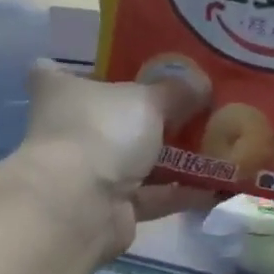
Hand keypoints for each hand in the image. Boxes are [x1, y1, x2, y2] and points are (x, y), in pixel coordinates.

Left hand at [16, 61, 215, 256]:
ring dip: (171, 157)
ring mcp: (87, 171)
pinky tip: (216, 187)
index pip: (57, 70)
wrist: (80, 207)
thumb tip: (201, 84)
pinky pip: (151, 195)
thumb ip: (177, 91)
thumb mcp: (148, 99)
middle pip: (109, 117)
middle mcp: (68, 129)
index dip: (86, 68)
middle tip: (191, 105)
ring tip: (216, 146)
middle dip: (146, 114)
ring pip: (134, 159)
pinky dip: (179, 192)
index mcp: (60, 91)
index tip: (119, 66)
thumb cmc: (102, 132)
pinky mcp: (109, 207)